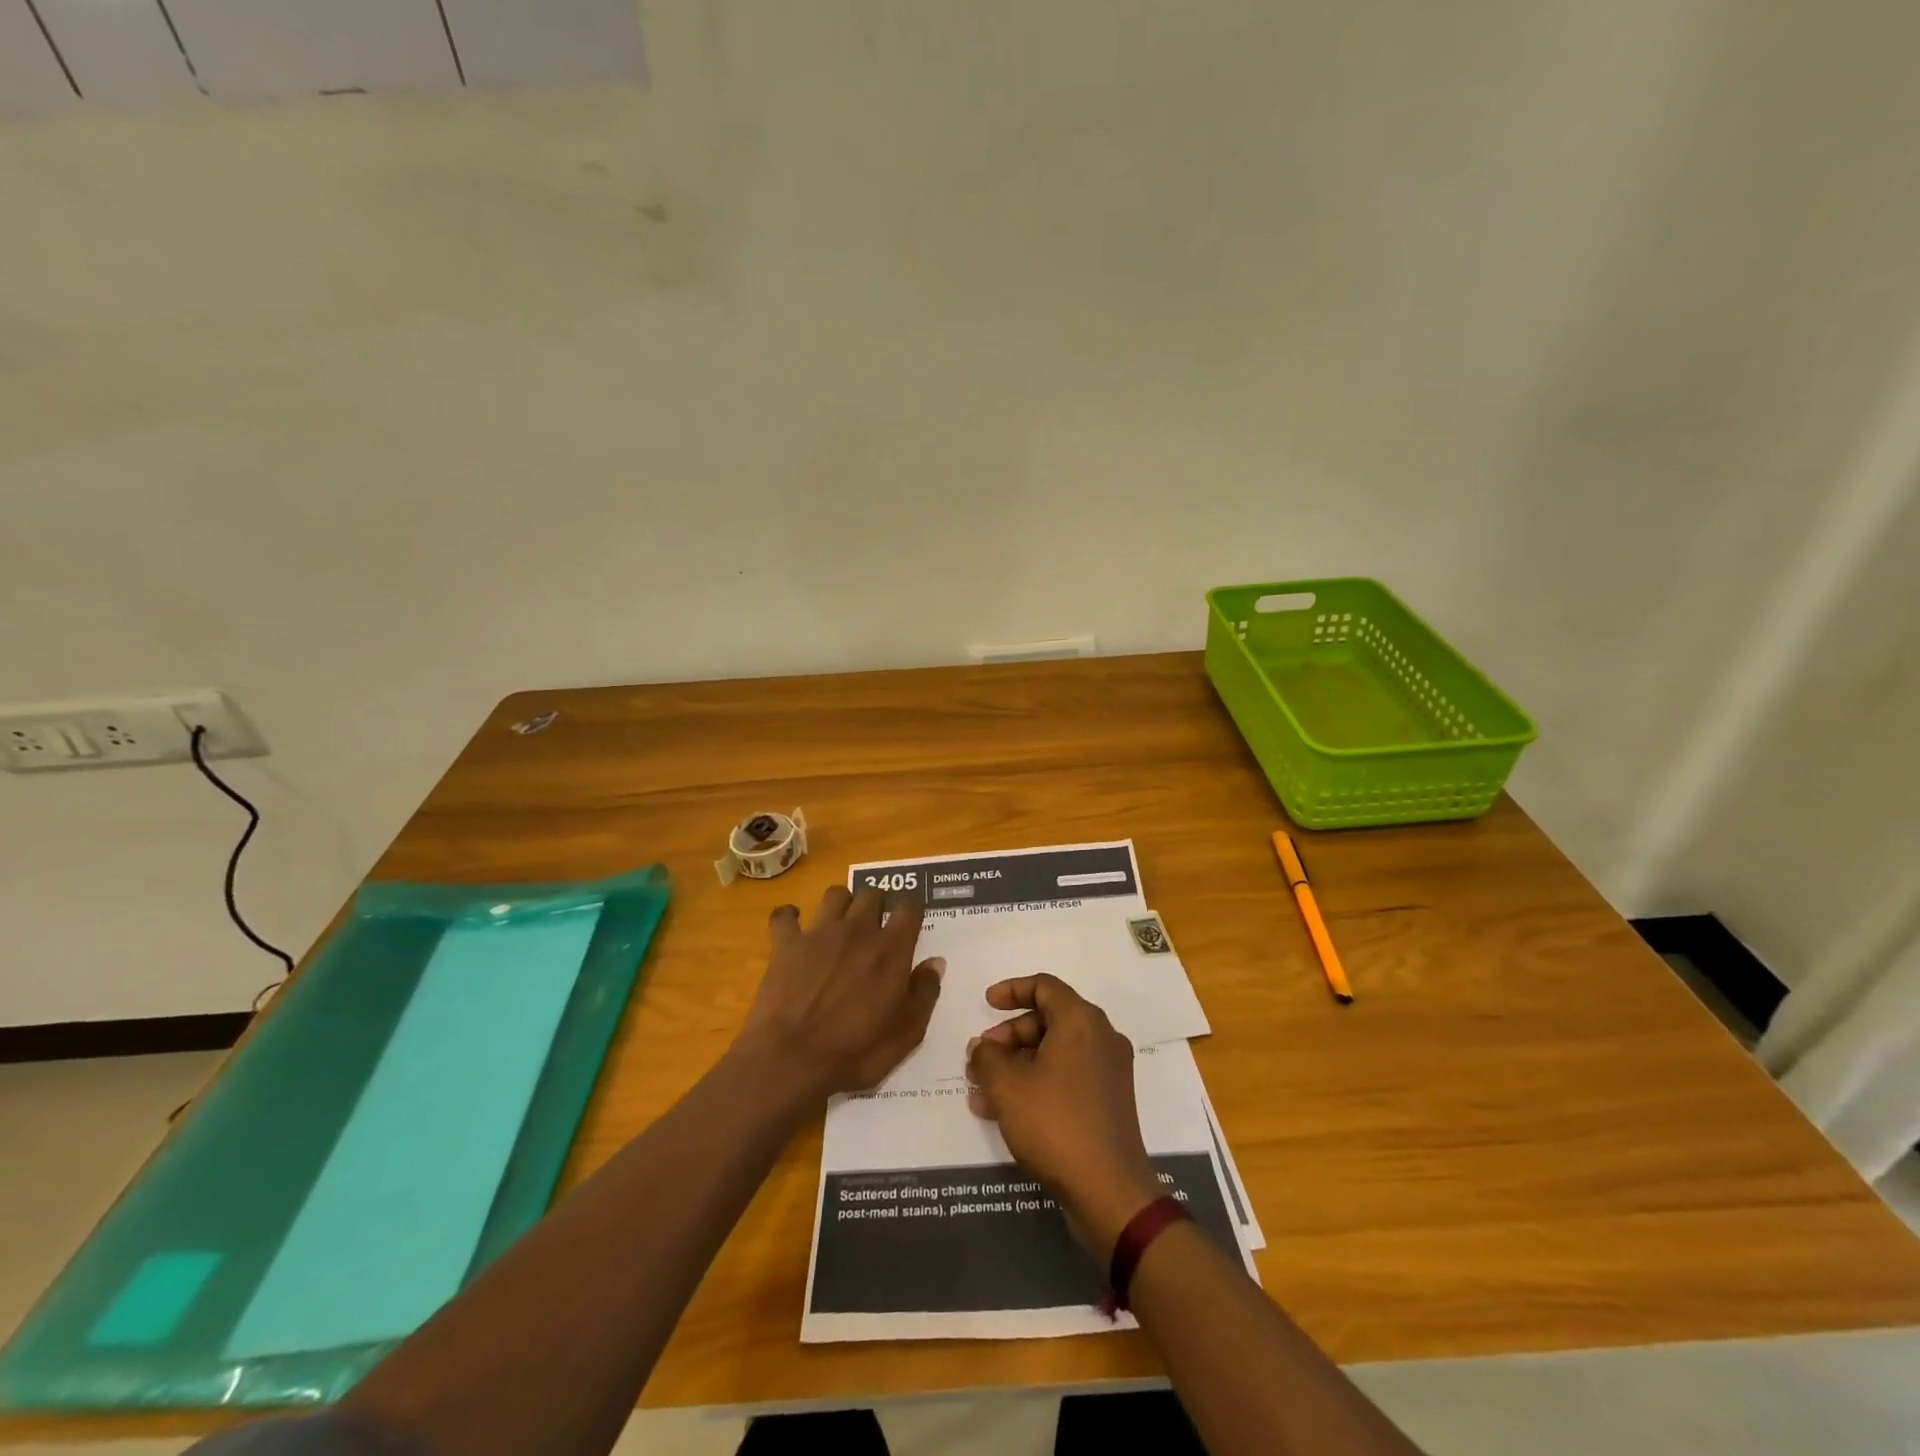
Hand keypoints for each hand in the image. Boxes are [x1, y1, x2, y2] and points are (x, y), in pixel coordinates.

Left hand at [736, 884, 943, 1097]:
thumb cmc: (856, 1052)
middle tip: (875, 926)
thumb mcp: (906, 1034)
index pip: (909, 909)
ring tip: (840, 924)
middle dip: (877, 904)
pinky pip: (785, 915)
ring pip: (834, 894)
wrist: (792, 1061)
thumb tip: (935, 962)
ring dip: (841, 904)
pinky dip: (789, 917)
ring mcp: (819, 933)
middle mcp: (857, 931)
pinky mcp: (786, 944)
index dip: (911, 913)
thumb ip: (924, 993)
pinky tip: (794, 927)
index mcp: (891, 950)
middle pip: (871, 893)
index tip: (910, 925)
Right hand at [966, 974, 1161, 1259]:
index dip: (1012, 990)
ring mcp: (1109, 1071)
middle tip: (981, 1057)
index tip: (986, 1004)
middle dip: (1010, 1036)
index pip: (1044, 987)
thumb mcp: (1007, 1086)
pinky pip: (1067, 1076)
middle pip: (1049, 1019)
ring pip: (1055, 1052)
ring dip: (1018, 1064)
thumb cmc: (1055, 1124)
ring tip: (983, 1090)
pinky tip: (1004, 1111)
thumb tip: (983, 1048)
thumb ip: (987, 1057)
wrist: (1109, 1191)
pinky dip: (1037, 1083)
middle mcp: (1101, 1037)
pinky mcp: (1109, 1101)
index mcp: (1081, 1021)